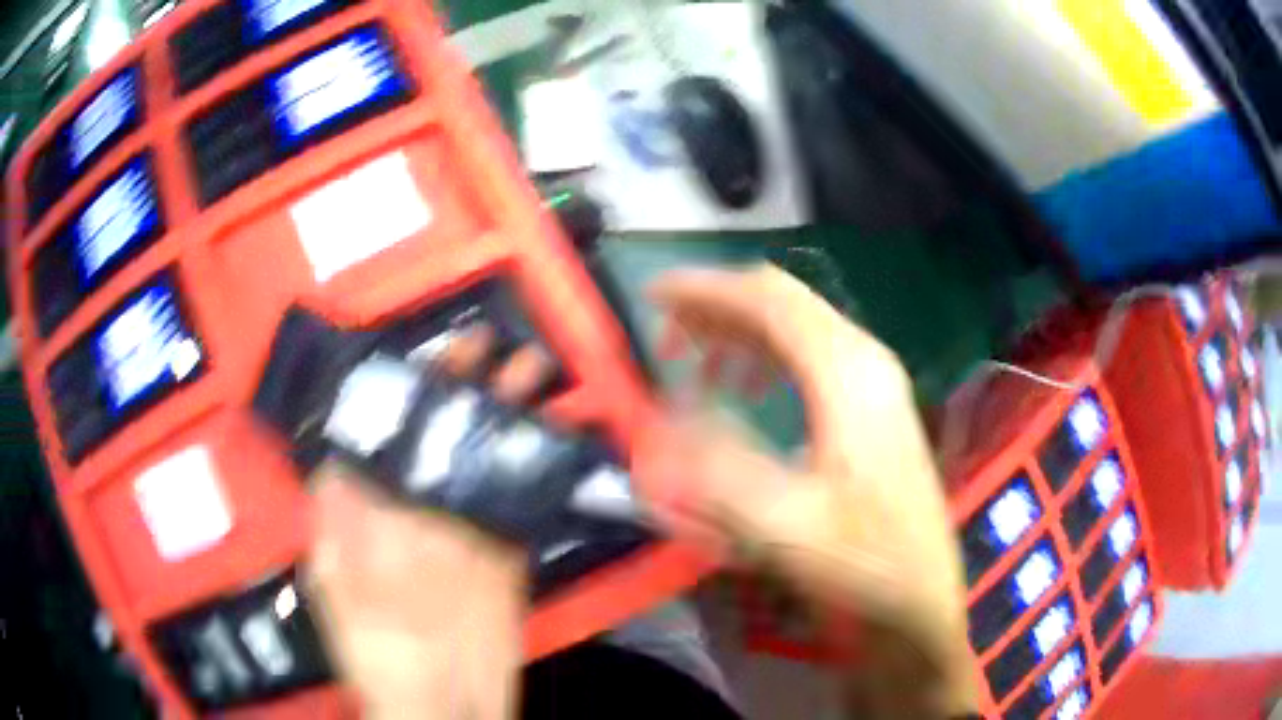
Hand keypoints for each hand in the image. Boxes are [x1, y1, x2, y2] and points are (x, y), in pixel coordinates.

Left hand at [307, 325, 560, 719]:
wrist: (439, 704)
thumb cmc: (374, 649)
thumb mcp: (332, 581)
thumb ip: (330, 519)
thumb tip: (331, 452)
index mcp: (373, 510)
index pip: (387, 433)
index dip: (405, 390)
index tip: (424, 351)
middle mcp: (419, 507)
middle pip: (441, 436)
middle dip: (462, 388)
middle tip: (487, 342)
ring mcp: (466, 528)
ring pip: (484, 458)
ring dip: (506, 416)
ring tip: (530, 371)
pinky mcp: (505, 551)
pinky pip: (518, 501)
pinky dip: (533, 467)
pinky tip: (551, 432)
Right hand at [643, 265, 975, 715]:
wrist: (919, 599)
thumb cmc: (864, 564)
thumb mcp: (785, 527)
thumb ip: (717, 470)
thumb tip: (659, 424)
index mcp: (849, 373)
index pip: (769, 300)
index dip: (706, 289)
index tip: (652, 295)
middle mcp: (865, 360)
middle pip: (785, 302)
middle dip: (719, 306)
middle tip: (665, 331)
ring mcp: (874, 382)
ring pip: (798, 326)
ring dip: (740, 330)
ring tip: (695, 361)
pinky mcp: (872, 407)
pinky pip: (810, 356)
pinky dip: (765, 355)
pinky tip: (746, 389)